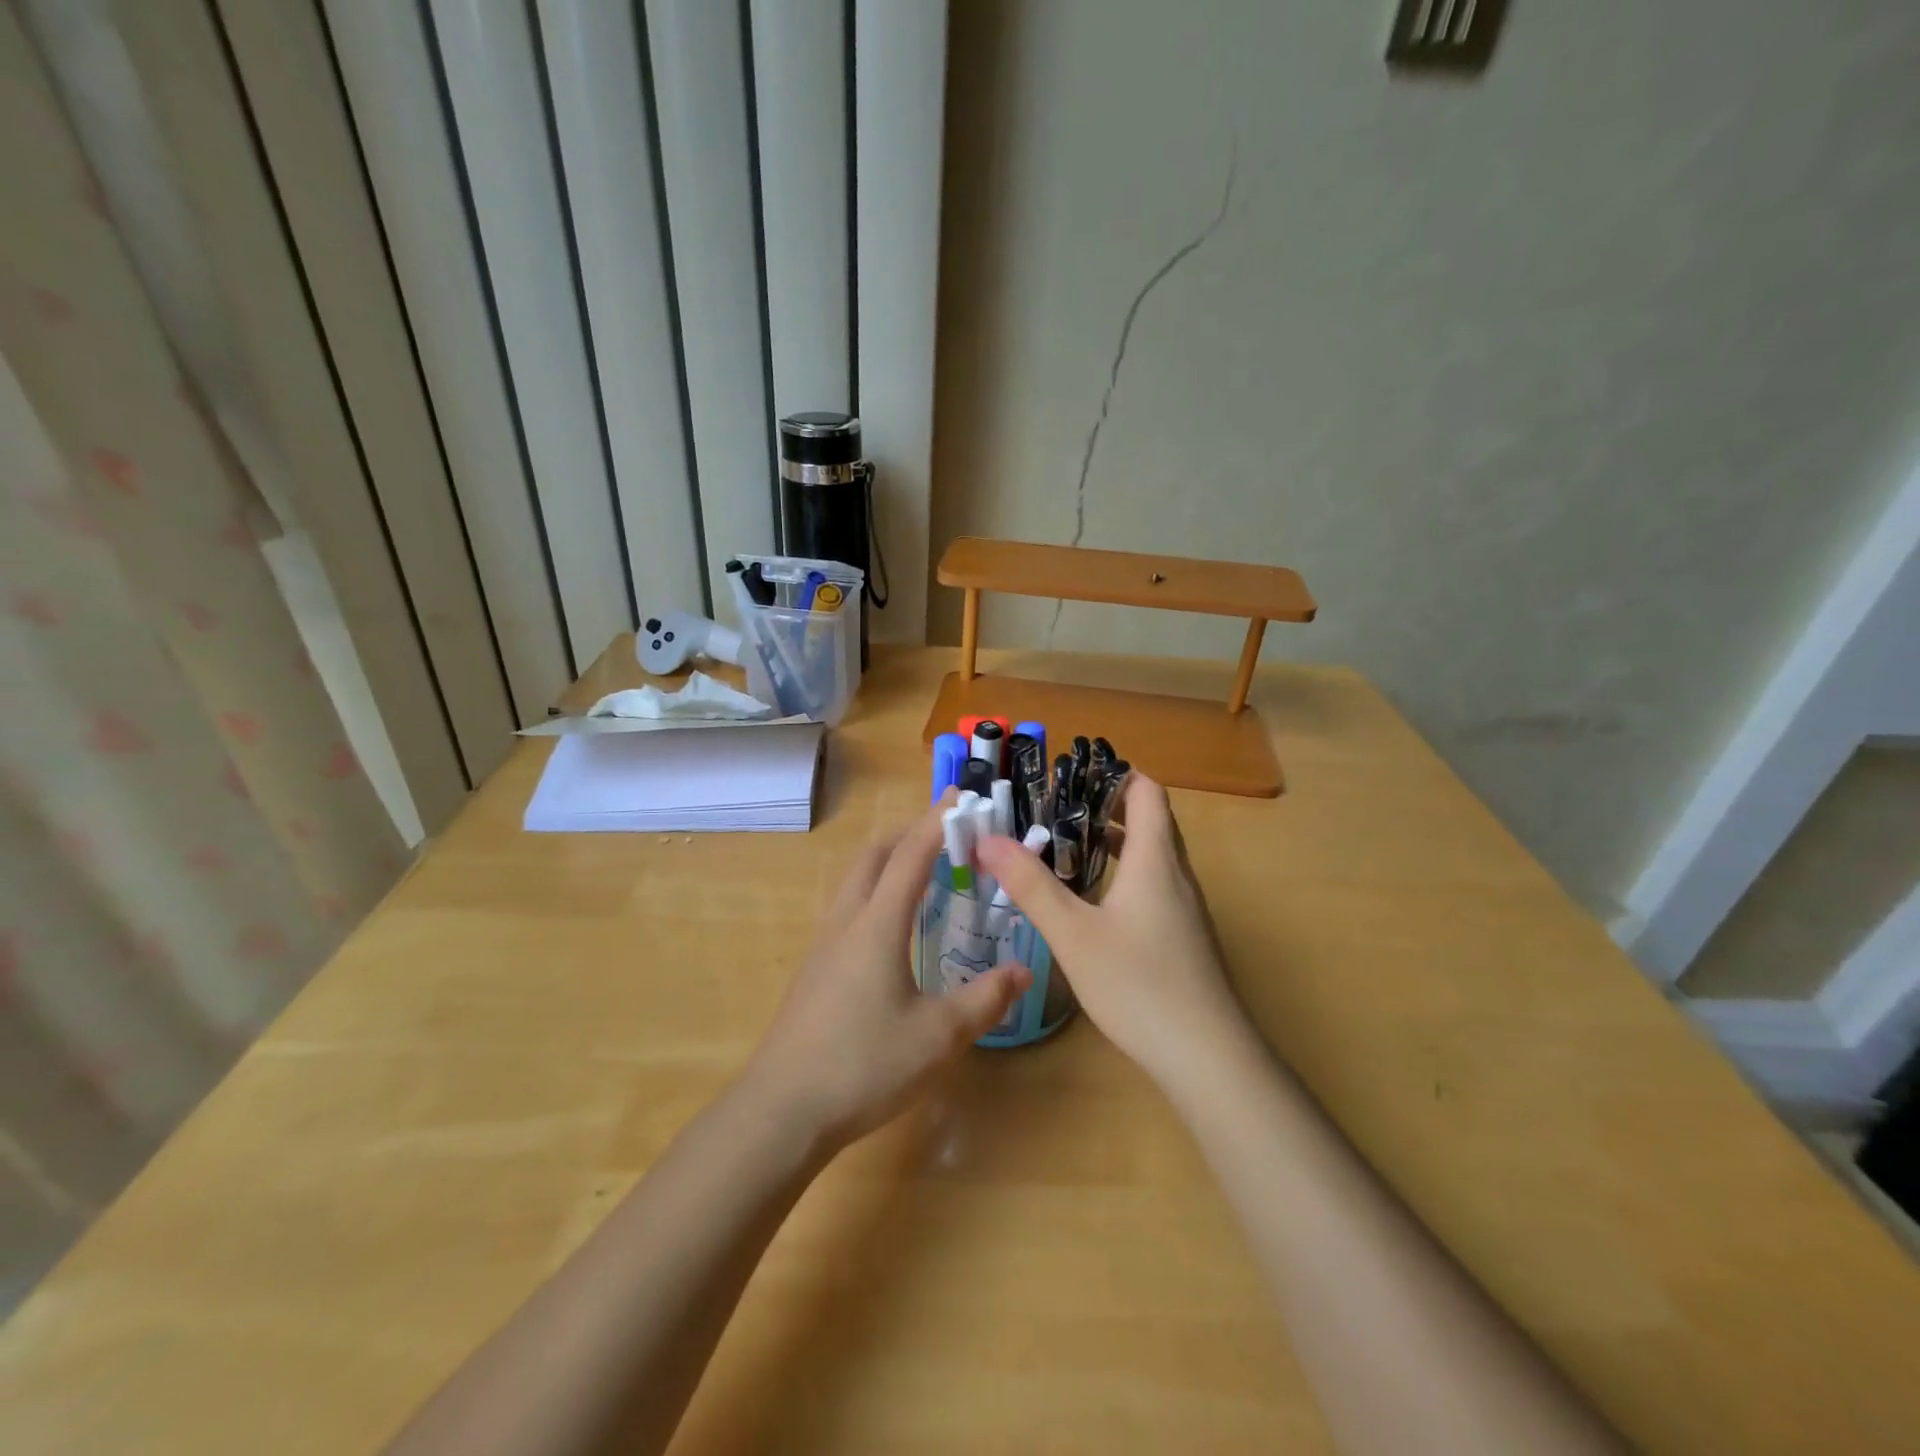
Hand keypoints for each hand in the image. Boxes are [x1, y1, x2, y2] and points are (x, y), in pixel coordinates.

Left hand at [742, 793, 1031, 1149]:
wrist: (782, 1110)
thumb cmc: (864, 1065)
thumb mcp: (939, 1036)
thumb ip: (985, 999)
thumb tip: (1022, 970)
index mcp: (878, 924)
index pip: (911, 855)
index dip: (937, 822)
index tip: (961, 799)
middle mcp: (847, 921)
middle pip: (875, 855)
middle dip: (911, 834)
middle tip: (948, 836)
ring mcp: (824, 944)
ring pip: (856, 880)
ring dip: (890, 862)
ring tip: (926, 875)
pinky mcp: (815, 969)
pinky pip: (849, 908)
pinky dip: (876, 893)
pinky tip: (894, 929)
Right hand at [975, 774, 1252, 1088]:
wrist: (1207, 1057)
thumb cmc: (1139, 985)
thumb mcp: (1074, 934)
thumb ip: (1031, 886)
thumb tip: (989, 839)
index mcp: (1155, 859)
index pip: (1147, 792)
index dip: (1114, 774)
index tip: (1071, 773)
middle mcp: (1176, 874)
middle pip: (1150, 819)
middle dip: (1105, 805)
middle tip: (1055, 807)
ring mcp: (1185, 908)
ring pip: (1152, 855)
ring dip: (1114, 841)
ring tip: (1065, 845)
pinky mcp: (1184, 936)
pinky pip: (1154, 884)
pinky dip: (1124, 873)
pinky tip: (1092, 901)